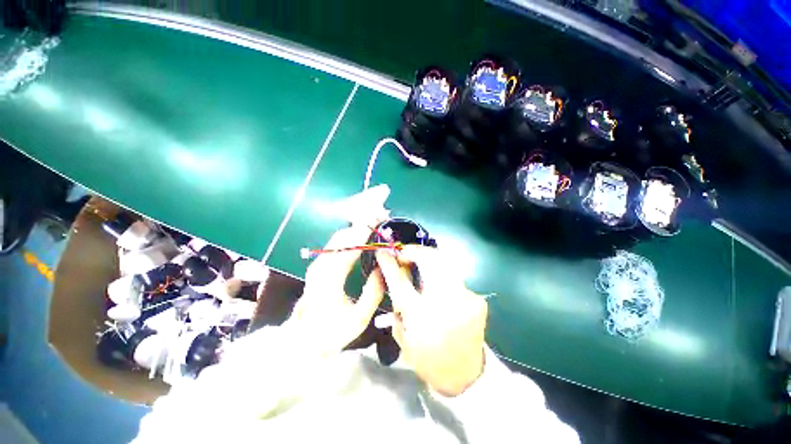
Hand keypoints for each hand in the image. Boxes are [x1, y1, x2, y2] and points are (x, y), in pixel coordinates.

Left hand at [287, 226, 384, 355]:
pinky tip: (362, 236)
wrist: (303, 341)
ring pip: (338, 237)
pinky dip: (350, 236)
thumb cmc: (332, 332)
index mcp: (330, 278)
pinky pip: (336, 244)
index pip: (350, 246)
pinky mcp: (318, 265)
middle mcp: (321, 266)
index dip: (366, 232)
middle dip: (362, 225)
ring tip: (375, 225)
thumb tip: (382, 269)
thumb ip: (374, 292)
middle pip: (343, 236)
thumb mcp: (359, 318)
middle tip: (381, 220)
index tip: (381, 223)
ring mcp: (317, 264)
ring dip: (356, 229)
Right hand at [375, 246, 487, 396]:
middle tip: (405, 252)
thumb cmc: (428, 359)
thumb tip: (395, 276)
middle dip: (415, 250)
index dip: (390, 263)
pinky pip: (455, 277)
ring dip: (429, 258)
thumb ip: (397, 305)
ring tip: (419, 261)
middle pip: (430, 260)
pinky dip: (442, 274)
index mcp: (421, 318)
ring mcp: (465, 299)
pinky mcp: (476, 299)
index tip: (383, 252)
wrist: (465, 376)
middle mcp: (445, 304)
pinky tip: (437, 282)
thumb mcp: (403, 336)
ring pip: (445, 263)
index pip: (400, 281)